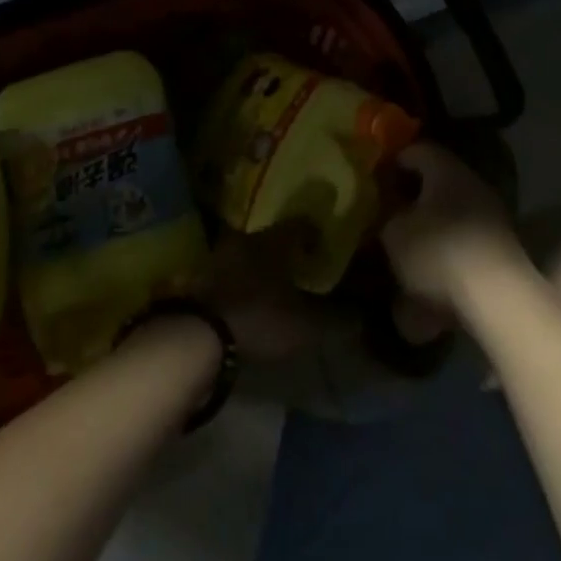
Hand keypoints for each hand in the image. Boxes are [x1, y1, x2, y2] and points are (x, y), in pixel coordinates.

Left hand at [204, 226, 334, 362]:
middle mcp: (247, 238)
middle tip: (301, 263)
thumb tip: (362, 315)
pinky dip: (243, 280)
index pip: (300, 225)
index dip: (314, 233)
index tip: (324, 244)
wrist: (199, 335)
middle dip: (286, 249)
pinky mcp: (202, 278)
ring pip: (249, 252)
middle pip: (272, 237)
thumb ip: (336, 319)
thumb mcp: (306, 325)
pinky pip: (231, 271)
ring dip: (262, 264)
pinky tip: (250, 297)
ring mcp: (220, 256)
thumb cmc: (260, 319)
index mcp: (275, 240)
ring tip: (275, 283)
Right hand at [380, 141, 528, 319]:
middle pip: (436, 183)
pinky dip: (444, 255)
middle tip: (385, 215)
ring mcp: (491, 218)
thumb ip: (387, 215)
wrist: (496, 300)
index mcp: (446, 170)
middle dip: (410, 198)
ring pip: (450, 214)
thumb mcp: (394, 232)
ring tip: (402, 252)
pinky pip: (462, 244)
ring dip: (428, 229)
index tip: (373, 180)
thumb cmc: (438, 252)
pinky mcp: (500, 251)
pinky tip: (426, 278)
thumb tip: (390, 212)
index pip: (416, 150)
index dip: (392, 163)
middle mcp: (472, 185)